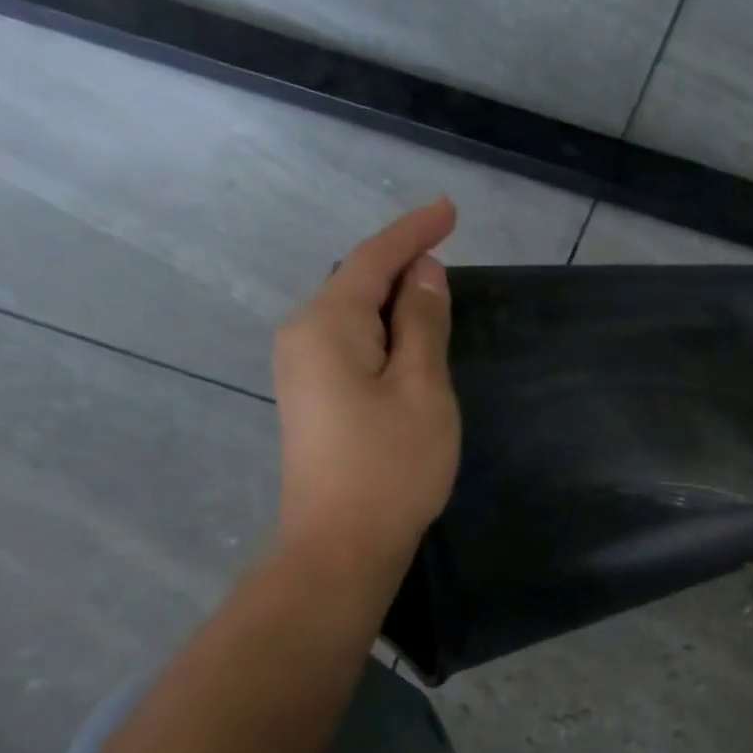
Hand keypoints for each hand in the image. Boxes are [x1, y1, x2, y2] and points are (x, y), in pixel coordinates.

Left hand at [272, 199, 460, 570]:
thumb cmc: (392, 466)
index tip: (448, 209)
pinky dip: (383, 334)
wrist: (342, 544)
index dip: (413, 232)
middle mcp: (303, 336)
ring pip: (354, 315)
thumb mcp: (423, 389)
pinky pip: (350, 344)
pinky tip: (409, 347)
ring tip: (438, 303)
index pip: (372, 260)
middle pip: (357, 283)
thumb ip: (424, 324)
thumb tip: (424, 274)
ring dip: (395, 303)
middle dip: (402, 266)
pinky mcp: (311, 398)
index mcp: (328, 325)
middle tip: (450, 260)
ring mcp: (301, 369)